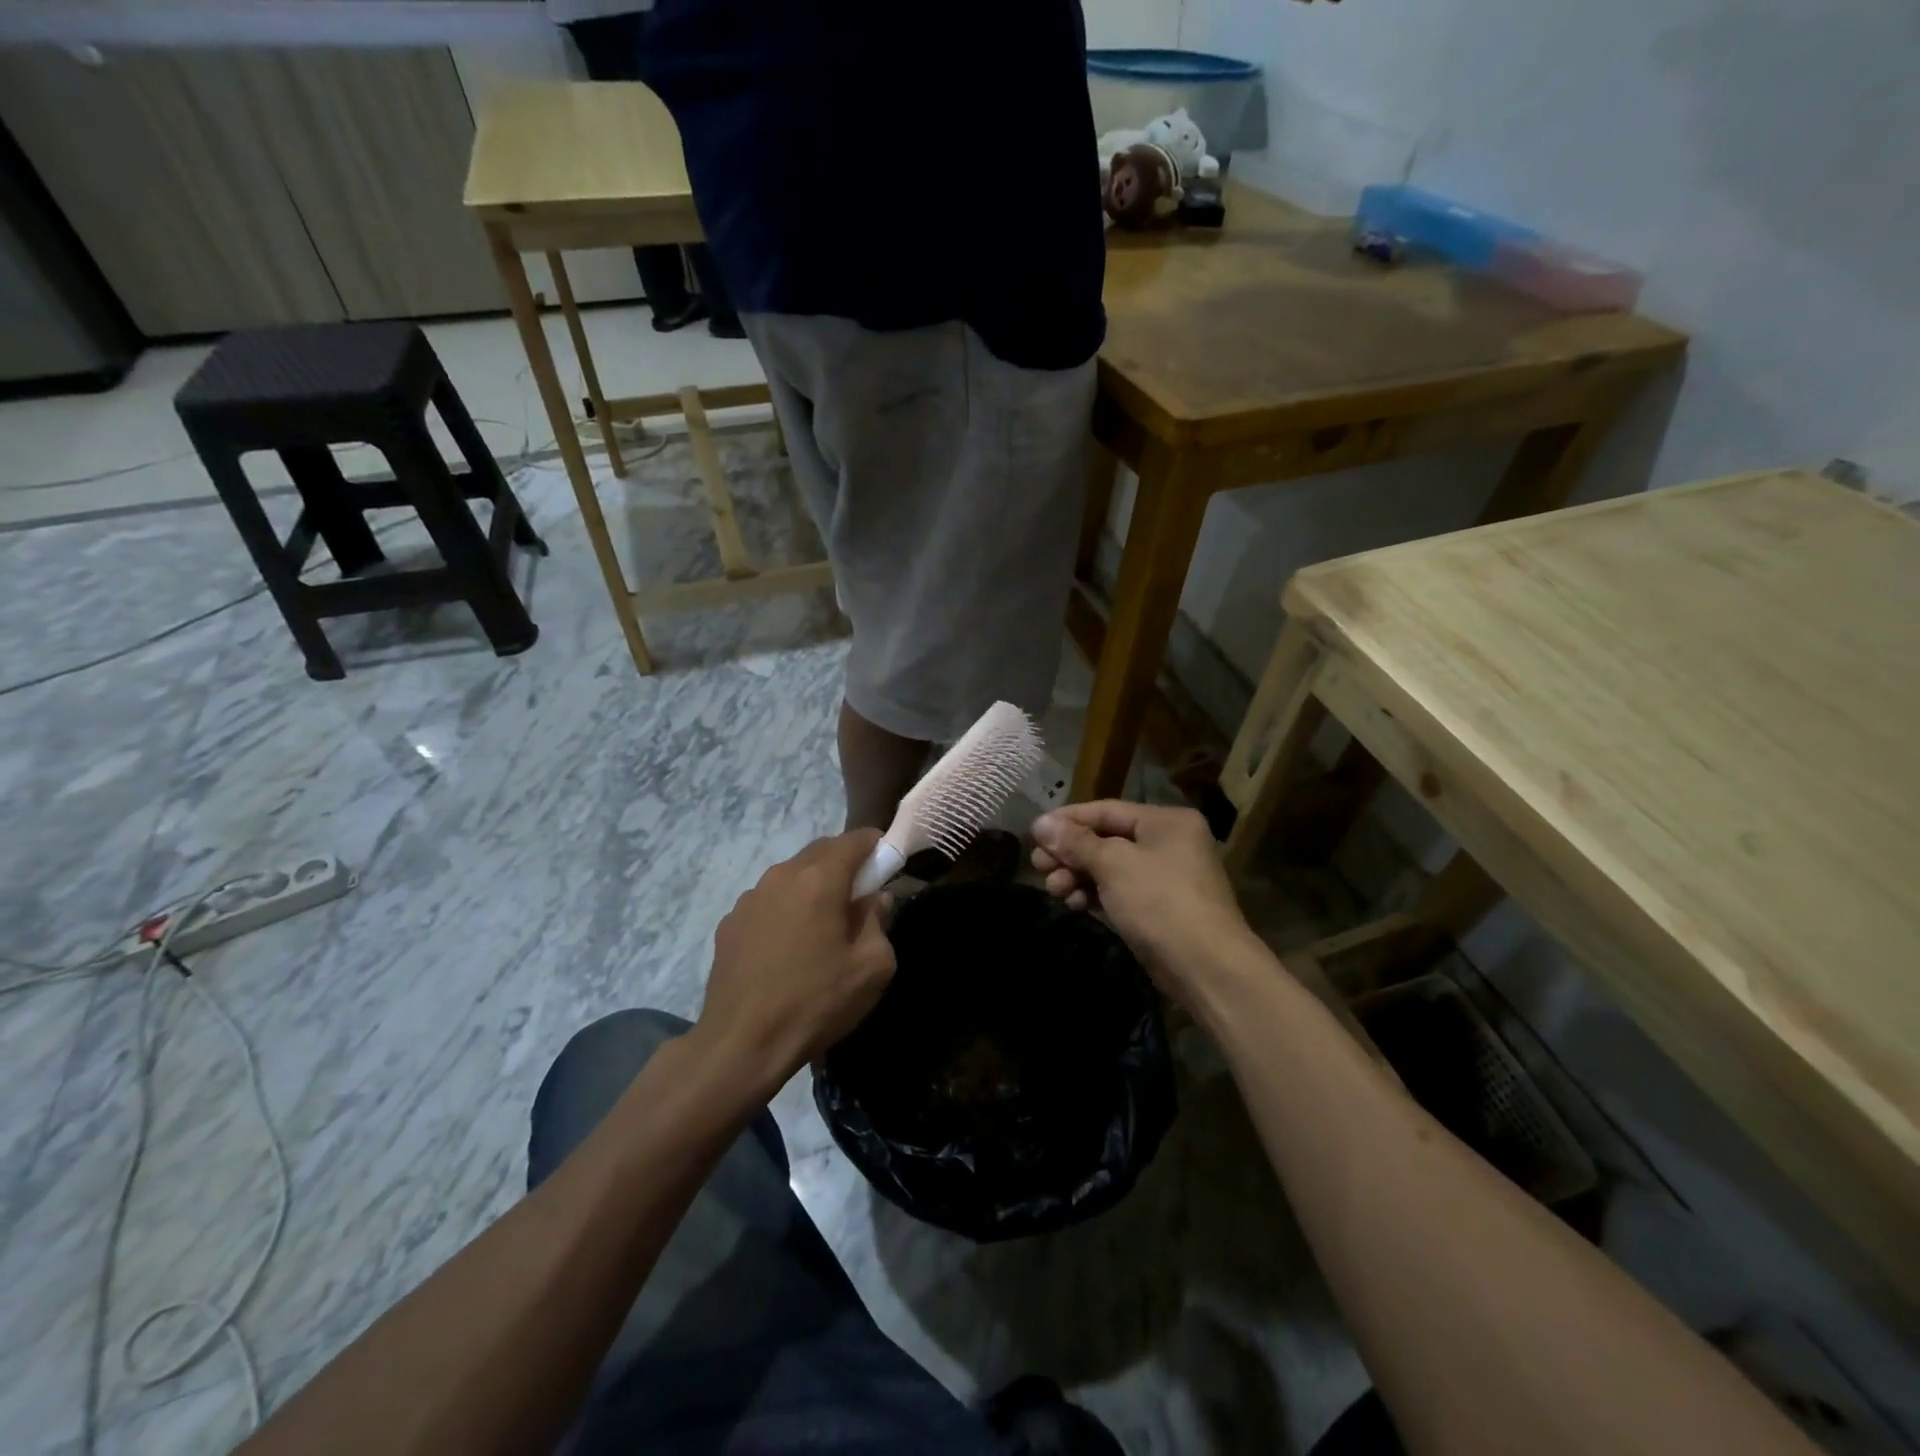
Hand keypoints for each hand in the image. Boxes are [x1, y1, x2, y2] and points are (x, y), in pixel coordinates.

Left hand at [695, 830, 896, 1096]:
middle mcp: (782, 876)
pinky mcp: (729, 923)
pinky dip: (786, 909)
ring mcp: (750, 898)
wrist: (741, 1044)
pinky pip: (768, 901)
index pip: (855, 839)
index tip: (888, 862)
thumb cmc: (816, 1002)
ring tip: (822, 925)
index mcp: (820, 879)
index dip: (876, 844)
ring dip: (813, 886)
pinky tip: (788, 947)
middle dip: (845, 863)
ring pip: (792, 875)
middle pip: (821, 851)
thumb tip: (875, 900)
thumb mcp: (872, 967)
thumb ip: (880, 921)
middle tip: (861, 895)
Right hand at [1030, 801, 1258, 1000]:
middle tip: (1038, 867)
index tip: (1033, 833)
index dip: (1067, 820)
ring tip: (1053, 889)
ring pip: (1109, 868)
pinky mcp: (1158, 909)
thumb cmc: (1160, 902)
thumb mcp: (1113, 864)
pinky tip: (1072, 903)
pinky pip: (1118, 892)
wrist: (1206, 967)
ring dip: (1077, 876)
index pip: (1106, 810)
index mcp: (1166, 821)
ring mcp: (1165, 878)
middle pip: (1106, 840)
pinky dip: (1094, 895)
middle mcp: (1168, 843)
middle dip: (1069, 853)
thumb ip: (1075, 842)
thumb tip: (1040, 823)